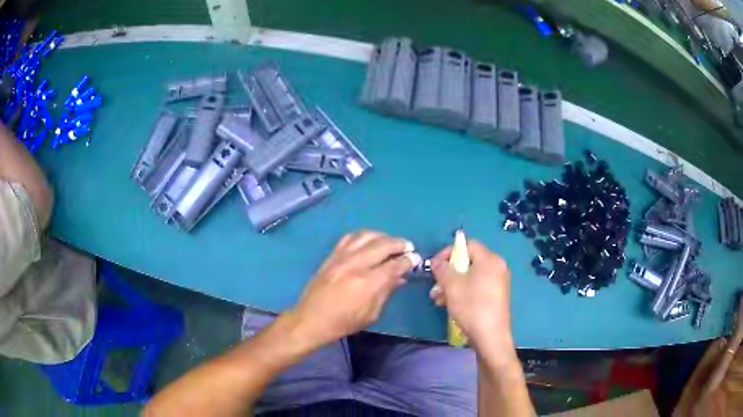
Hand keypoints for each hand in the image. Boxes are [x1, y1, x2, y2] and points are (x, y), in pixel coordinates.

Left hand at [287, 230, 420, 349]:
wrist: (311, 319)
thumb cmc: (343, 322)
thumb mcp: (371, 314)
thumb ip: (386, 291)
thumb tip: (400, 277)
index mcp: (368, 283)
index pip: (394, 264)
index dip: (408, 260)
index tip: (415, 259)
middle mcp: (355, 264)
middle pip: (383, 244)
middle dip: (399, 243)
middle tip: (408, 247)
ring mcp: (341, 257)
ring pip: (366, 235)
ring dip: (383, 236)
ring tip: (391, 242)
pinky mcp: (331, 255)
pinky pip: (350, 237)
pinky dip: (364, 235)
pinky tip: (369, 241)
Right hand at [429, 240, 513, 352]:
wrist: (490, 336)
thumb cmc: (472, 306)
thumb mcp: (452, 285)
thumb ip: (442, 268)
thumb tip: (436, 262)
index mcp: (490, 259)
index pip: (467, 245)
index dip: (448, 252)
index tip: (435, 266)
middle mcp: (497, 267)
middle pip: (468, 261)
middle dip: (448, 273)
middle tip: (435, 286)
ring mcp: (498, 282)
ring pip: (470, 276)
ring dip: (451, 285)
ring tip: (438, 299)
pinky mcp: (496, 296)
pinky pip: (476, 286)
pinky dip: (462, 292)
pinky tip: (449, 304)